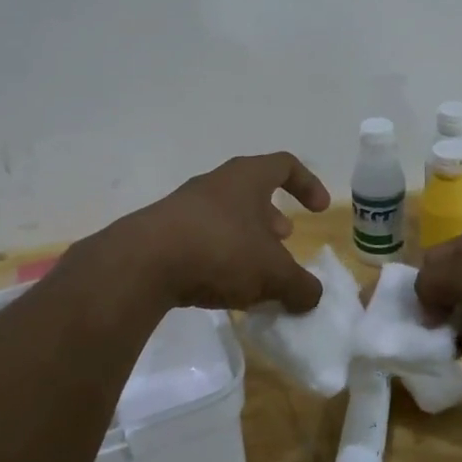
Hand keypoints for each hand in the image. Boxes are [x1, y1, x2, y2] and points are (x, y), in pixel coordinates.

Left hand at [104, 153, 331, 312]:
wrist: (142, 263)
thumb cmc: (220, 251)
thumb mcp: (273, 273)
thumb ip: (300, 285)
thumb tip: (312, 296)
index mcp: (245, 179)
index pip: (284, 165)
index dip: (307, 184)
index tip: (319, 210)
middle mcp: (214, 185)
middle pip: (251, 192)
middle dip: (271, 218)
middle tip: (284, 242)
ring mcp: (184, 208)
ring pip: (225, 218)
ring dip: (245, 240)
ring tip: (257, 272)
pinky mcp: (161, 234)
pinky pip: (201, 240)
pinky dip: (219, 258)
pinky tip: (223, 287)